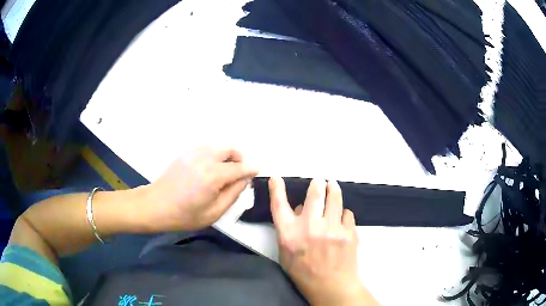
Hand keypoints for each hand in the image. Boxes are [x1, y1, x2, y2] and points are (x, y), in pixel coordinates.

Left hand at [144, 147, 257, 230]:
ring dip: (226, 156)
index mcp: (214, 175)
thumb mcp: (214, 212)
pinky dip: (213, 155)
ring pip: (218, 147)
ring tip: (223, 173)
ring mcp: (193, 153)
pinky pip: (206, 149)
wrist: (156, 205)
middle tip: (238, 173)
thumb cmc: (185, 215)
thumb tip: (244, 180)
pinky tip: (208, 170)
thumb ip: (233, 194)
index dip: (250, 170)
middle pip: (230, 149)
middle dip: (239, 159)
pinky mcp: (185, 153)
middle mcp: (205, 158)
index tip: (256, 172)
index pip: (239, 167)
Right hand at [269, 177, 376, 305]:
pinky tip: (341, 221)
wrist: (332, 286)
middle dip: (317, 184)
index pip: (279, 205)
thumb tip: (298, 210)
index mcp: (289, 235)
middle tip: (320, 181)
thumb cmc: (304, 272)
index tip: (277, 178)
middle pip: (314, 193)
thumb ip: (288, 231)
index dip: (277, 189)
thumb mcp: (286, 254)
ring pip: (335, 197)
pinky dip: (343, 214)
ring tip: (333, 186)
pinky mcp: (349, 232)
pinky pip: (347, 213)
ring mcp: (332, 229)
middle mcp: (310, 227)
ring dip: (333, 189)